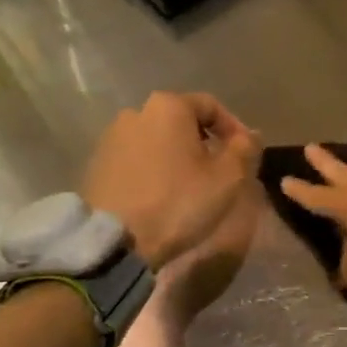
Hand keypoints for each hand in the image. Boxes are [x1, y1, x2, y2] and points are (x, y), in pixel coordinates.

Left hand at [83, 92, 259, 269]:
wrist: (115, 240)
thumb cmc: (178, 202)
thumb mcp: (227, 178)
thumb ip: (245, 149)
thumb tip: (250, 135)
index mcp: (168, 106)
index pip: (210, 106)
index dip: (233, 128)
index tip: (245, 153)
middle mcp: (136, 112)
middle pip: (181, 121)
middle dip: (203, 142)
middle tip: (219, 171)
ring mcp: (111, 138)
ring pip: (157, 140)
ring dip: (176, 156)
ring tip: (190, 185)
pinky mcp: (96, 164)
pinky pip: (136, 159)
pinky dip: (153, 170)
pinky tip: (162, 194)